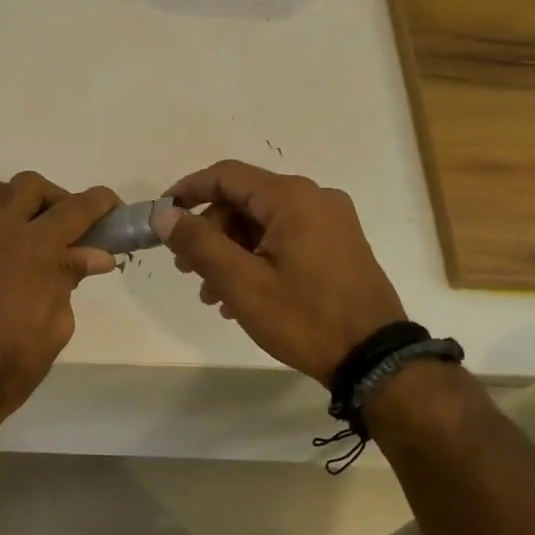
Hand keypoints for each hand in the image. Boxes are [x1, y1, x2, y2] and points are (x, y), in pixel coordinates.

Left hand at [0, 172, 120, 450]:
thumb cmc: (11, 362)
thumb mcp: (56, 325)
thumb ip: (70, 278)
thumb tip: (95, 254)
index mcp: (35, 248)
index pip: (75, 208)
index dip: (100, 203)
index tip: (114, 209)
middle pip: (32, 186)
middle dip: (58, 199)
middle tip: (71, 230)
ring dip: (20, 199)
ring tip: (33, 230)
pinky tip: (5, 246)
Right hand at [151, 160, 405, 386]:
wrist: (374, 358)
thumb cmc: (304, 317)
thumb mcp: (241, 282)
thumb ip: (198, 243)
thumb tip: (163, 214)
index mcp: (292, 198)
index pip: (227, 176)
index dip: (187, 190)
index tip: (161, 214)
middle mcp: (315, 199)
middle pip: (244, 201)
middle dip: (209, 232)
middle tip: (186, 269)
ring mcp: (331, 223)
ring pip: (263, 224)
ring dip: (230, 252)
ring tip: (211, 294)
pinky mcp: (338, 246)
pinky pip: (284, 239)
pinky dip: (256, 258)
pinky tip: (241, 297)